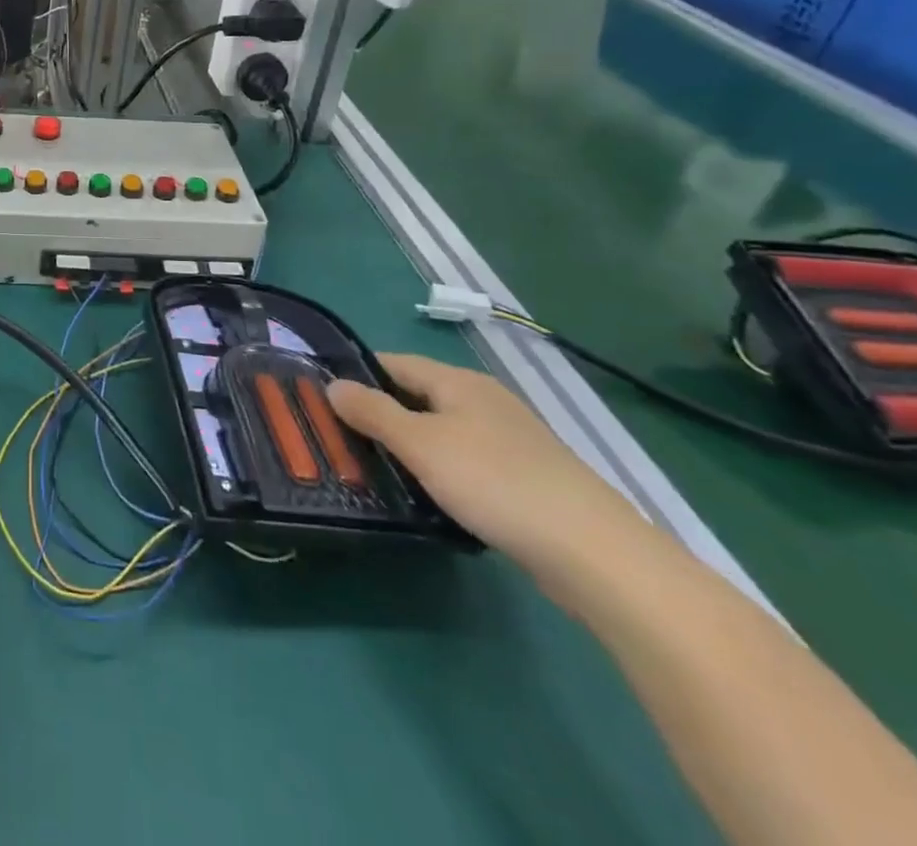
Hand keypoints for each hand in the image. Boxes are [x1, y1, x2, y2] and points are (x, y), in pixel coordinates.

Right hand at [328, 353, 648, 588]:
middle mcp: (484, 400)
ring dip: (409, 444)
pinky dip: (440, 469)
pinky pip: (465, 459)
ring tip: (374, 469)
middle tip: (339, 438)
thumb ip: (372, 412)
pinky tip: (428, 495)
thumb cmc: (494, 483)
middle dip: (379, 412)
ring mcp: (509, 438)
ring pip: (441, 430)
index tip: (321, 398)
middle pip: (417, 395)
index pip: (393, 363)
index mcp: (458, 381)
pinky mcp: (525, 476)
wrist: (595, 554)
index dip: (357, 375)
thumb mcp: (420, 444)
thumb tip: (332, 384)